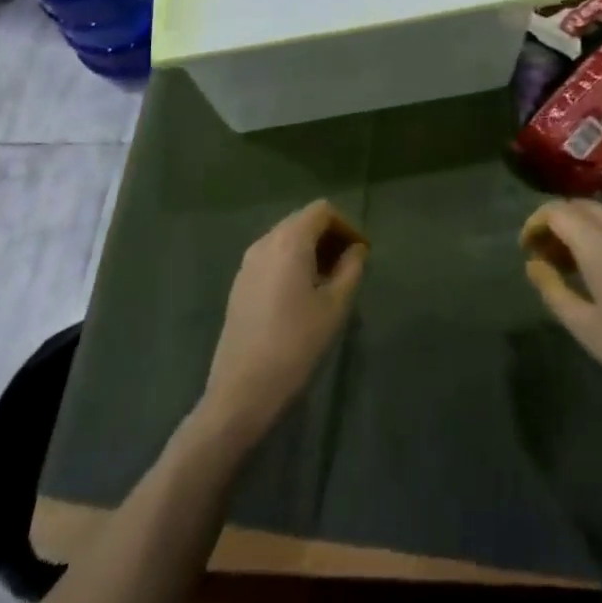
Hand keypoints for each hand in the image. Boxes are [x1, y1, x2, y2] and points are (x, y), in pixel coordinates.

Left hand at [200, 199, 367, 445]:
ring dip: (310, 250)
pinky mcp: (239, 284)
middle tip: (349, 266)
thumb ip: (350, 270)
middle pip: (303, 221)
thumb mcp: (334, 307)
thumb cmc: (295, 345)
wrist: (241, 392)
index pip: (322, 210)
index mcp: (289, 240)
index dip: (346, 226)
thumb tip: (356, 250)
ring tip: (329, 282)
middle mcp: (265, 241)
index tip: (361, 253)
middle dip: (329, 237)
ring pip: (286, 239)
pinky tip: (301, 296)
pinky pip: (272, 258)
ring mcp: (248, 263)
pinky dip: (292, 263)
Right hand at [522, 199, 601, 433]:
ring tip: (578, 268)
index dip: (536, 223)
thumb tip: (534, 264)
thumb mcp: (586, 328)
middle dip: (559, 224)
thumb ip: (553, 289)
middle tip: (548, 256)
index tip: (527, 247)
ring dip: (586, 232)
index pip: (557, 211)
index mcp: (599, 241)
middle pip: (582, 208)